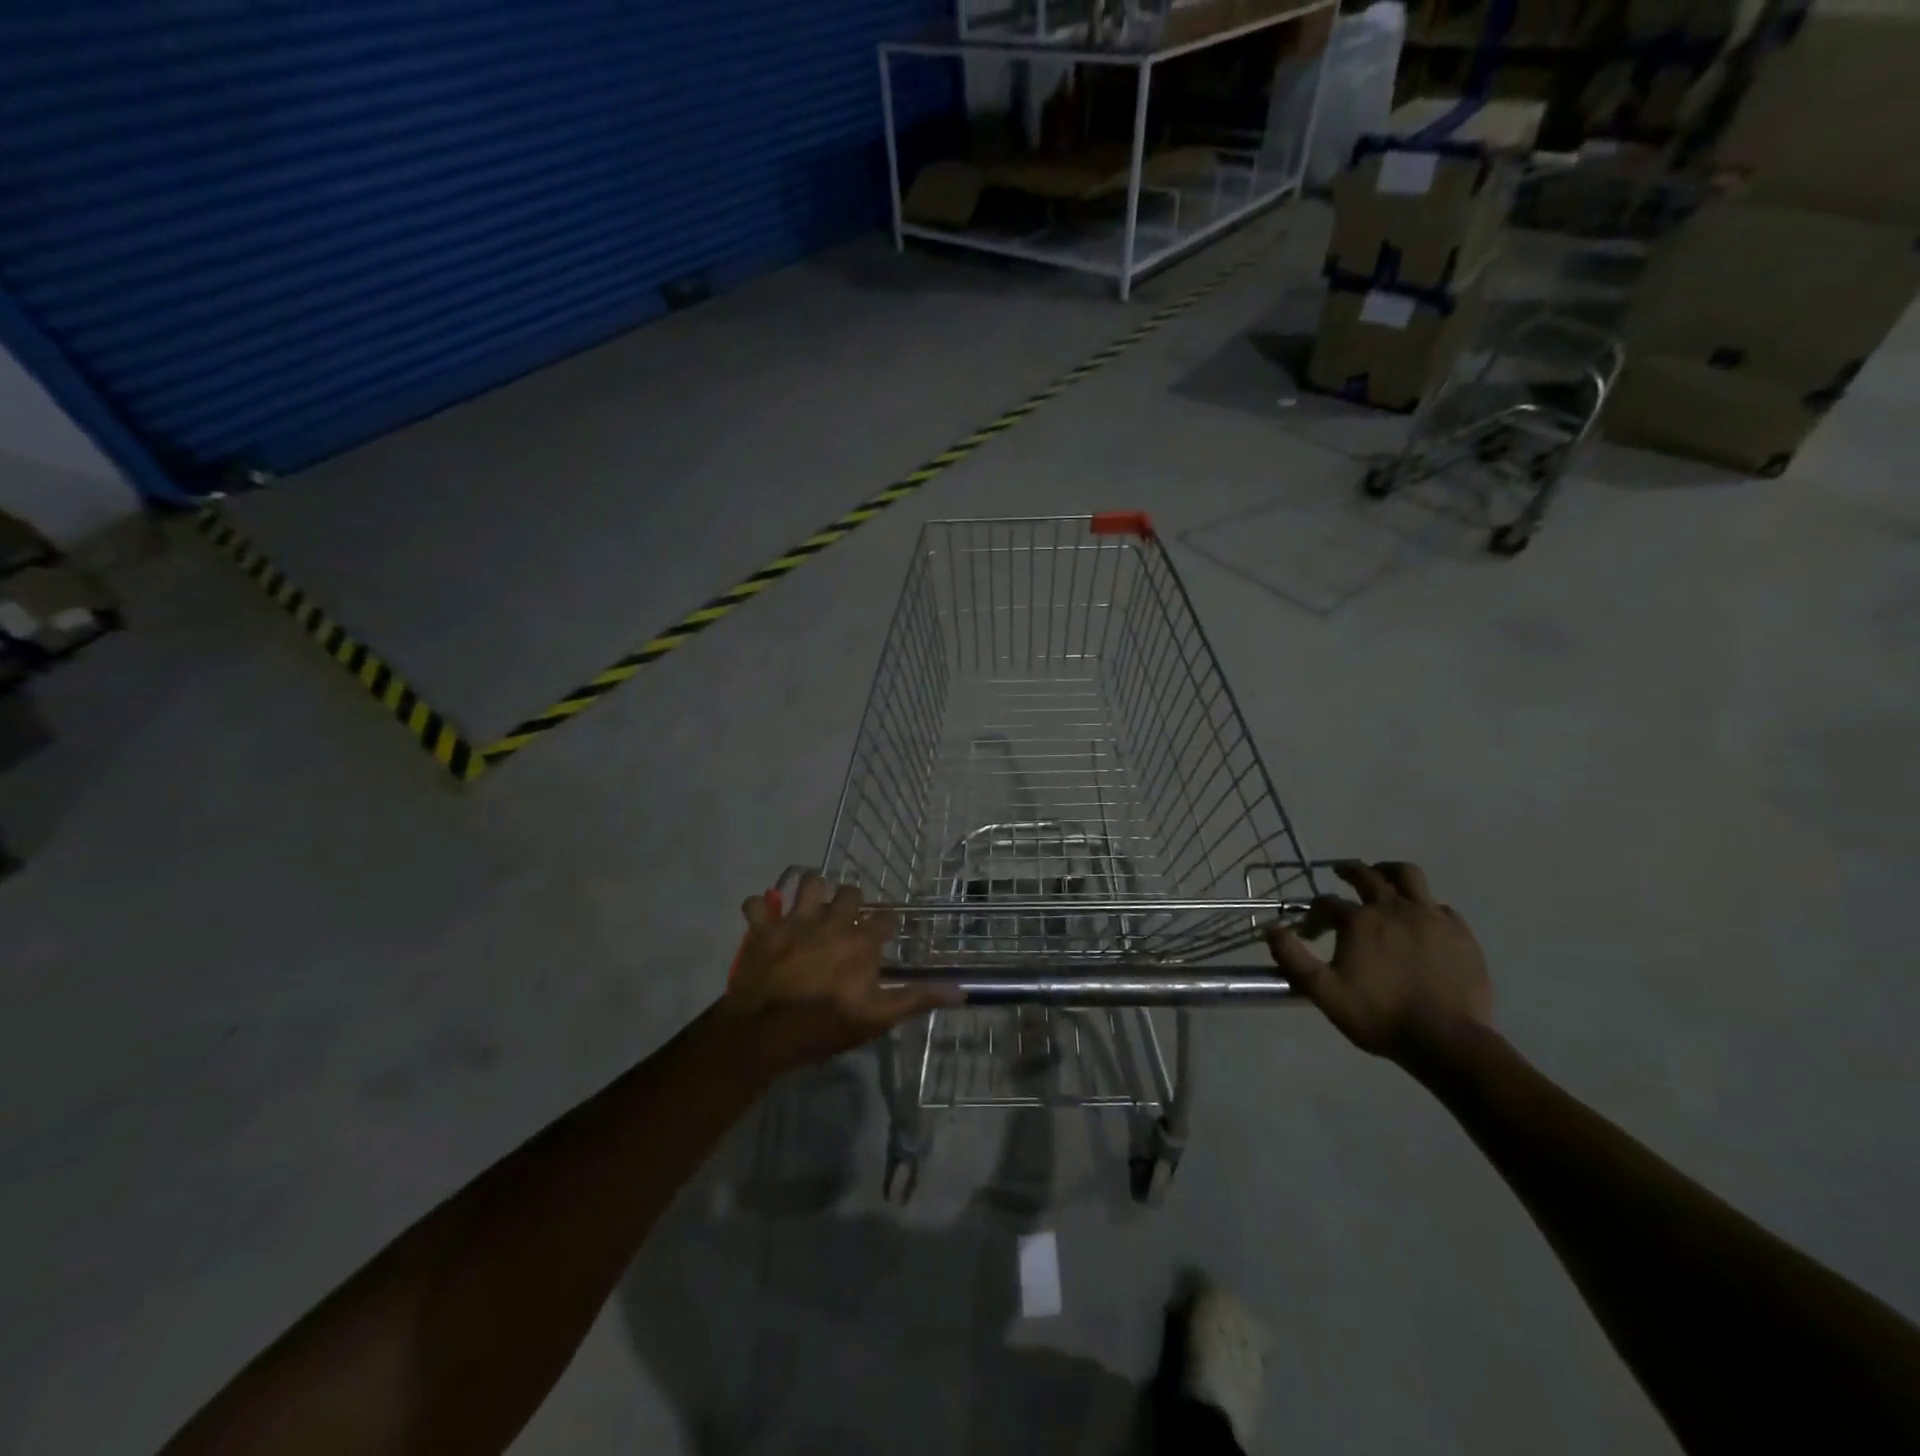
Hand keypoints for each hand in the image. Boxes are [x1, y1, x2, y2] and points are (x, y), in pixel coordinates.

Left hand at [719, 873, 957, 1075]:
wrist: (765, 1033)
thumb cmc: (825, 1026)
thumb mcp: (877, 1018)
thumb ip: (917, 999)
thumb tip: (961, 990)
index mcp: (861, 941)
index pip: (886, 918)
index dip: (887, 924)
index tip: (884, 934)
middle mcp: (832, 920)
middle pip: (849, 892)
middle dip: (850, 901)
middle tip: (845, 918)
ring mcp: (795, 920)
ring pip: (808, 882)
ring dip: (811, 890)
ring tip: (811, 905)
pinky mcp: (763, 928)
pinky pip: (757, 903)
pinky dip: (760, 908)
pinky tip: (764, 917)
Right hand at [1267, 861, 1492, 1069]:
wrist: (1447, 1041)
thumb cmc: (1379, 1015)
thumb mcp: (1323, 991)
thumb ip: (1292, 957)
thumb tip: (1269, 928)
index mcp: (1359, 921)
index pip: (1327, 903)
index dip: (1314, 915)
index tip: (1310, 934)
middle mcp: (1393, 908)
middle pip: (1367, 875)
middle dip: (1348, 871)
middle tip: (1339, 873)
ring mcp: (1431, 917)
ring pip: (1408, 876)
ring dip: (1389, 872)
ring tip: (1383, 878)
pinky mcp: (1460, 933)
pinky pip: (1439, 906)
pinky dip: (1424, 906)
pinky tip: (1421, 921)